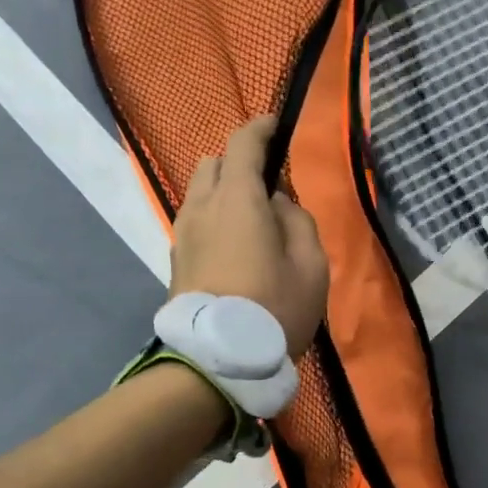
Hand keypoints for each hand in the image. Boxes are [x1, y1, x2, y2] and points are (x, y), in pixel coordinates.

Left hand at [169, 116, 330, 356]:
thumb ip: (298, 221)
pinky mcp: (175, 261)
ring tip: (250, 220)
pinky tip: (233, 246)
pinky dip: (213, 219)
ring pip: (199, 194)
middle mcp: (201, 206)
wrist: (219, 361)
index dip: (260, 129)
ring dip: (222, 193)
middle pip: (213, 164)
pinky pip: (194, 222)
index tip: (275, 126)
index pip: (242, 144)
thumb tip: (277, 203)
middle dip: (238, 163)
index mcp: (236, 198)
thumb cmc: (275, 308)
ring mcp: (182, 234)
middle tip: (266, 186)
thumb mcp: (311, 265)